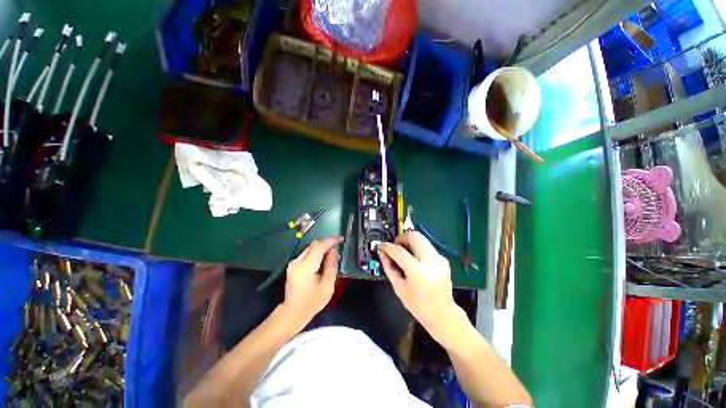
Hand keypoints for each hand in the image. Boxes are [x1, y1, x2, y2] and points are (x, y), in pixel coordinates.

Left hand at [281, 237, 342, 329]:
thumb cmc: (312, 302)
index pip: (318, 247)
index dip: (330, 241)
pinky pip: (307, 254)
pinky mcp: (293, 265)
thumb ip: (331, 266)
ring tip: (332, 254)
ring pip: (310, 248)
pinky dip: (316, 253)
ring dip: (321, 248)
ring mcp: (293, 263)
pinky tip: (323, 260)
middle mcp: (297, 262)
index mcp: (305, 267)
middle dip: (326, 243)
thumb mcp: (327, 286)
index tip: (341, 239)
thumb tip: (333, 251)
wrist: (293, 312)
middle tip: (338, 246)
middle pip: (313, 245)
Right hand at [377, 232, 466, 345]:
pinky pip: (426, 245)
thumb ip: (389, 268)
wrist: (443, 315)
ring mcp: (439, 259)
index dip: (388, 247)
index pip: (400, 252)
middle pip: (414, 237)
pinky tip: (413, 258)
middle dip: (401, 238)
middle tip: (394, 246)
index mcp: (419, 273)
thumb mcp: (399, 288)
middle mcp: (432, 262)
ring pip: (421, 238)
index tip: (380, 246)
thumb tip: (382, 253)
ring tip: (402, 252)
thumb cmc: (418, 306)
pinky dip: (416, 247)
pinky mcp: (442, 258)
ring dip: (409, 241)